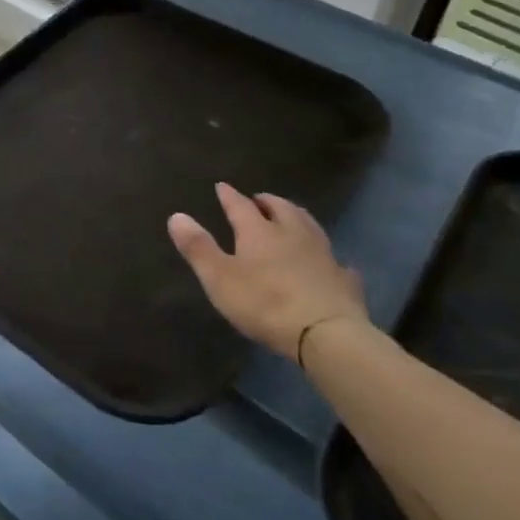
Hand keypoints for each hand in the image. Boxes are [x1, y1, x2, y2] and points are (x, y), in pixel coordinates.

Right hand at [168, 182, 367, 364]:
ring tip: (291, 217)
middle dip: (268, 202)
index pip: (240, 206)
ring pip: (309, 226)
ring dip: (297, 218)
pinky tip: (329, 262)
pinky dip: (326, 256)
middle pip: (281, 209)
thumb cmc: (265, 303)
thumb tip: (176, 215)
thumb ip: (198, 247)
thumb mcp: (219, 277)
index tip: (222, 186)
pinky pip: (335, 260)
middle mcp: (292, 234)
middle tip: (259, 200)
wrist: (326, 333)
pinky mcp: (343, 279)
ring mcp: (323, 254)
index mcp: (259, 232)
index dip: (229, 196)